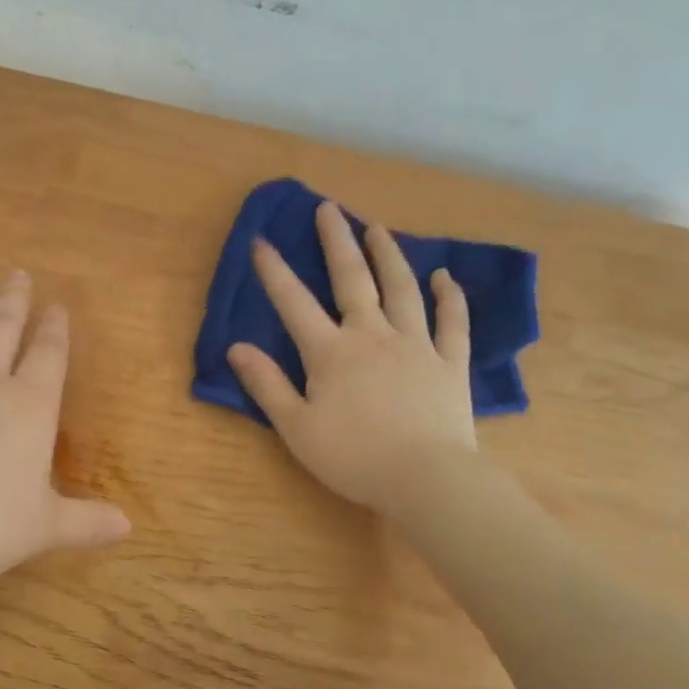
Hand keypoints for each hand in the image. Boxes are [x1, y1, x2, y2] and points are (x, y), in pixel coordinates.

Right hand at [228, 200, 478, 521]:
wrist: (427, 478)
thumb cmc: (353, 456)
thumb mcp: (296, 427)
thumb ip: (266, 384)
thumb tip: (236, 348)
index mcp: (331, 352)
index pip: (294, 303)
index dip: (274, 271)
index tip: (261, 240)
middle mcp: (372, 335)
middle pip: (353, 280)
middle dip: (337, 242)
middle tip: (329, 209)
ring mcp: (416, 345)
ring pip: (402, 289)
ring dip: (389, 256)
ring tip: (378, 228)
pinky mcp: (450, 363)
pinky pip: (452, 322)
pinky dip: (449, 297)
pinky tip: (444, 276)